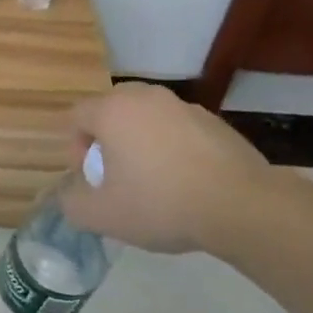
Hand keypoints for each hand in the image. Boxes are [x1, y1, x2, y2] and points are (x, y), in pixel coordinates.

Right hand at [60, 84, 275, 254]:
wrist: (242, 207)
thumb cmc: (160, 204)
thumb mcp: (101, 215)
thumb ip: (72, 202)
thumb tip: (71, 194)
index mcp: (113, 110)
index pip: (77, 116)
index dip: (75, 148)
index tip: (90, 178)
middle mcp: (146, 98)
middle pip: (112, 111)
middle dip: (107, 141)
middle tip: (116, 176)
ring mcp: (184, 106)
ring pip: (147, 119)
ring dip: (140, 143)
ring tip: (153, 182)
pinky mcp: (215, 122)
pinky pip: (178, 130)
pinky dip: (173, 148)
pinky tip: (185, 182)